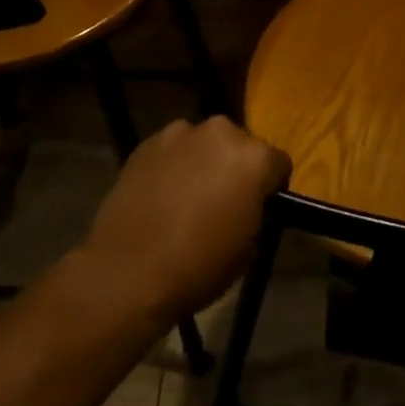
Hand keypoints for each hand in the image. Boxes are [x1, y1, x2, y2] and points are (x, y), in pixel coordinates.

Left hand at [78, 116, 290, 322]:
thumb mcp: (248, 248)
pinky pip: (172, 150)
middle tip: (222, 200)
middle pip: (240, 145)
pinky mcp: (147, 142)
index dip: (271, 187)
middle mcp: (222, 132)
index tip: (259, 208)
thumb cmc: (198, 266)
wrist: (126, 273)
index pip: (278, 164)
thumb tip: (248, 204)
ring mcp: (181, 133)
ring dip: (203, 162)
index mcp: (255, 157)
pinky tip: (161, 195)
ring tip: (186, 196)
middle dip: (235, 167)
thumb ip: (255, 212)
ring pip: (204, 144)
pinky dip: (173, 165)